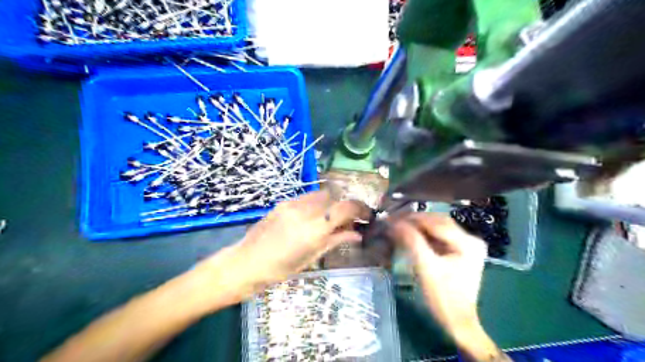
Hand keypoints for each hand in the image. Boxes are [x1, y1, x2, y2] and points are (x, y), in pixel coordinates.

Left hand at [196, 193, 370, 302]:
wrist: (246, 262)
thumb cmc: (280, 269)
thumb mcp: (311, 257)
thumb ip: (335, 240)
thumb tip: (357, 234)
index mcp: (313, 229)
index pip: (345, 208)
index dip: (360, 208)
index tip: (367, 215)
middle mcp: (305, 211)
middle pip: (335, 196)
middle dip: (345, 205)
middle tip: (348, 220)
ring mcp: (292, 204)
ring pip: (321, 194)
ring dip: (331, 203)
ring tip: (330, 218)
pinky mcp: (284, 202)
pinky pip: (308, 197)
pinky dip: (317, 204)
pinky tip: (313, 217)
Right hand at [387, 213, 494, 352]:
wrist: (456, 322)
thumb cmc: (443, 297)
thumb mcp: (426, 268)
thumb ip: (412, 242)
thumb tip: (394, 223)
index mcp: (468, 242)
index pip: (435, 222)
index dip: (411, 219)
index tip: (390, 220)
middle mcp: (471, 239)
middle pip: (437, 221)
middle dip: (414, 220)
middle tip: (392, 221)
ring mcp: (466, 245)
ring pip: (437, 227)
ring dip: (417, 225)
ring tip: (398, 226)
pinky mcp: (459, 251)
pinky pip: (438, 236)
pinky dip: (423, 234)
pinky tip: (410, 235)